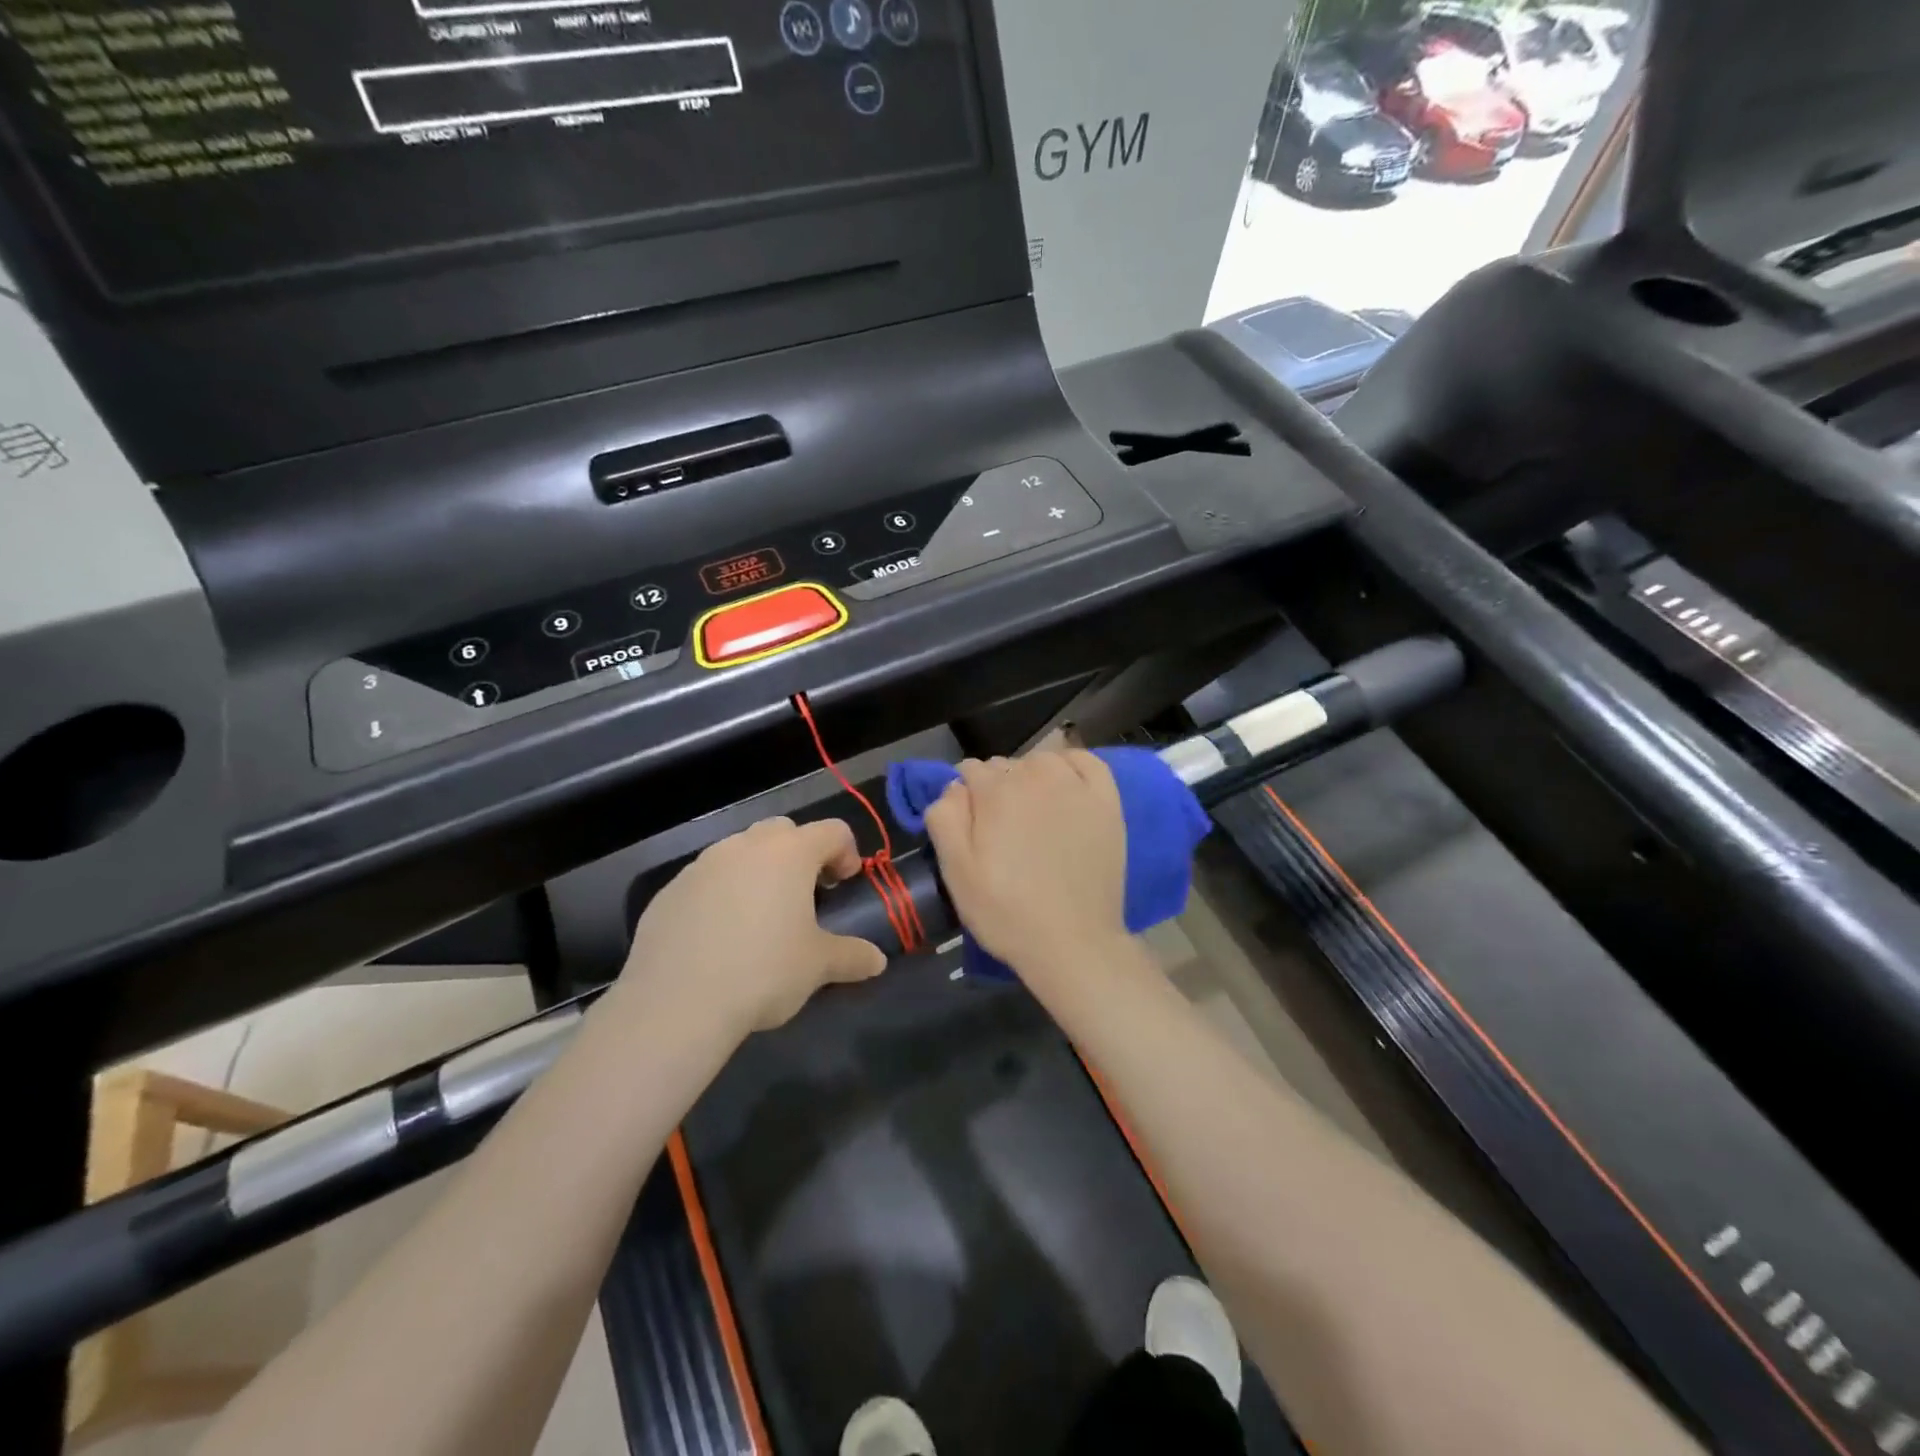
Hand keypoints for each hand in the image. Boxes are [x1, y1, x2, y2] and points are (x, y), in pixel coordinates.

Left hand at [620, 817, 885, 1036]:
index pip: (832, 831)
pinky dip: (720, 896)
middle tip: (804, 895)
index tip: (844, 885)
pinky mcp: (669, 891)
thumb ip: (852, 956)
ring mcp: (702, 865)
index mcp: (789, 854)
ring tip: (759, 919)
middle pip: (782, 832)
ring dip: (757, 873)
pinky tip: (719, 938)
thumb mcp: (818, 966)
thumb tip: (877, 961)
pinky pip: (705, 881)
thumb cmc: (763, 972)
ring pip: (739, 853)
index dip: (847, 853)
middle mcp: (745, 847)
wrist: (676, 1004)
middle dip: (799, 854)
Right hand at [922, 752, 1128, 980]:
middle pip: (1004, 765)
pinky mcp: (1107, 801)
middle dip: (995, 788)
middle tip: (1000, 830)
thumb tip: (953, 786)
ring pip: (1041, 761)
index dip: (965, 797)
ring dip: (1030, 777)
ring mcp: (1076, 786)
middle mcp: (1036, 776)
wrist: (1073, 943)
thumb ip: (945, 818)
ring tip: (1031, 814)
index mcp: (996, 792)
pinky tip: (1065, 788)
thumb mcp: (956, 872)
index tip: (970, 826)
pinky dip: (1070, 766)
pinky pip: (1085, 761)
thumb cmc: (1006, 911)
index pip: (969, 770)